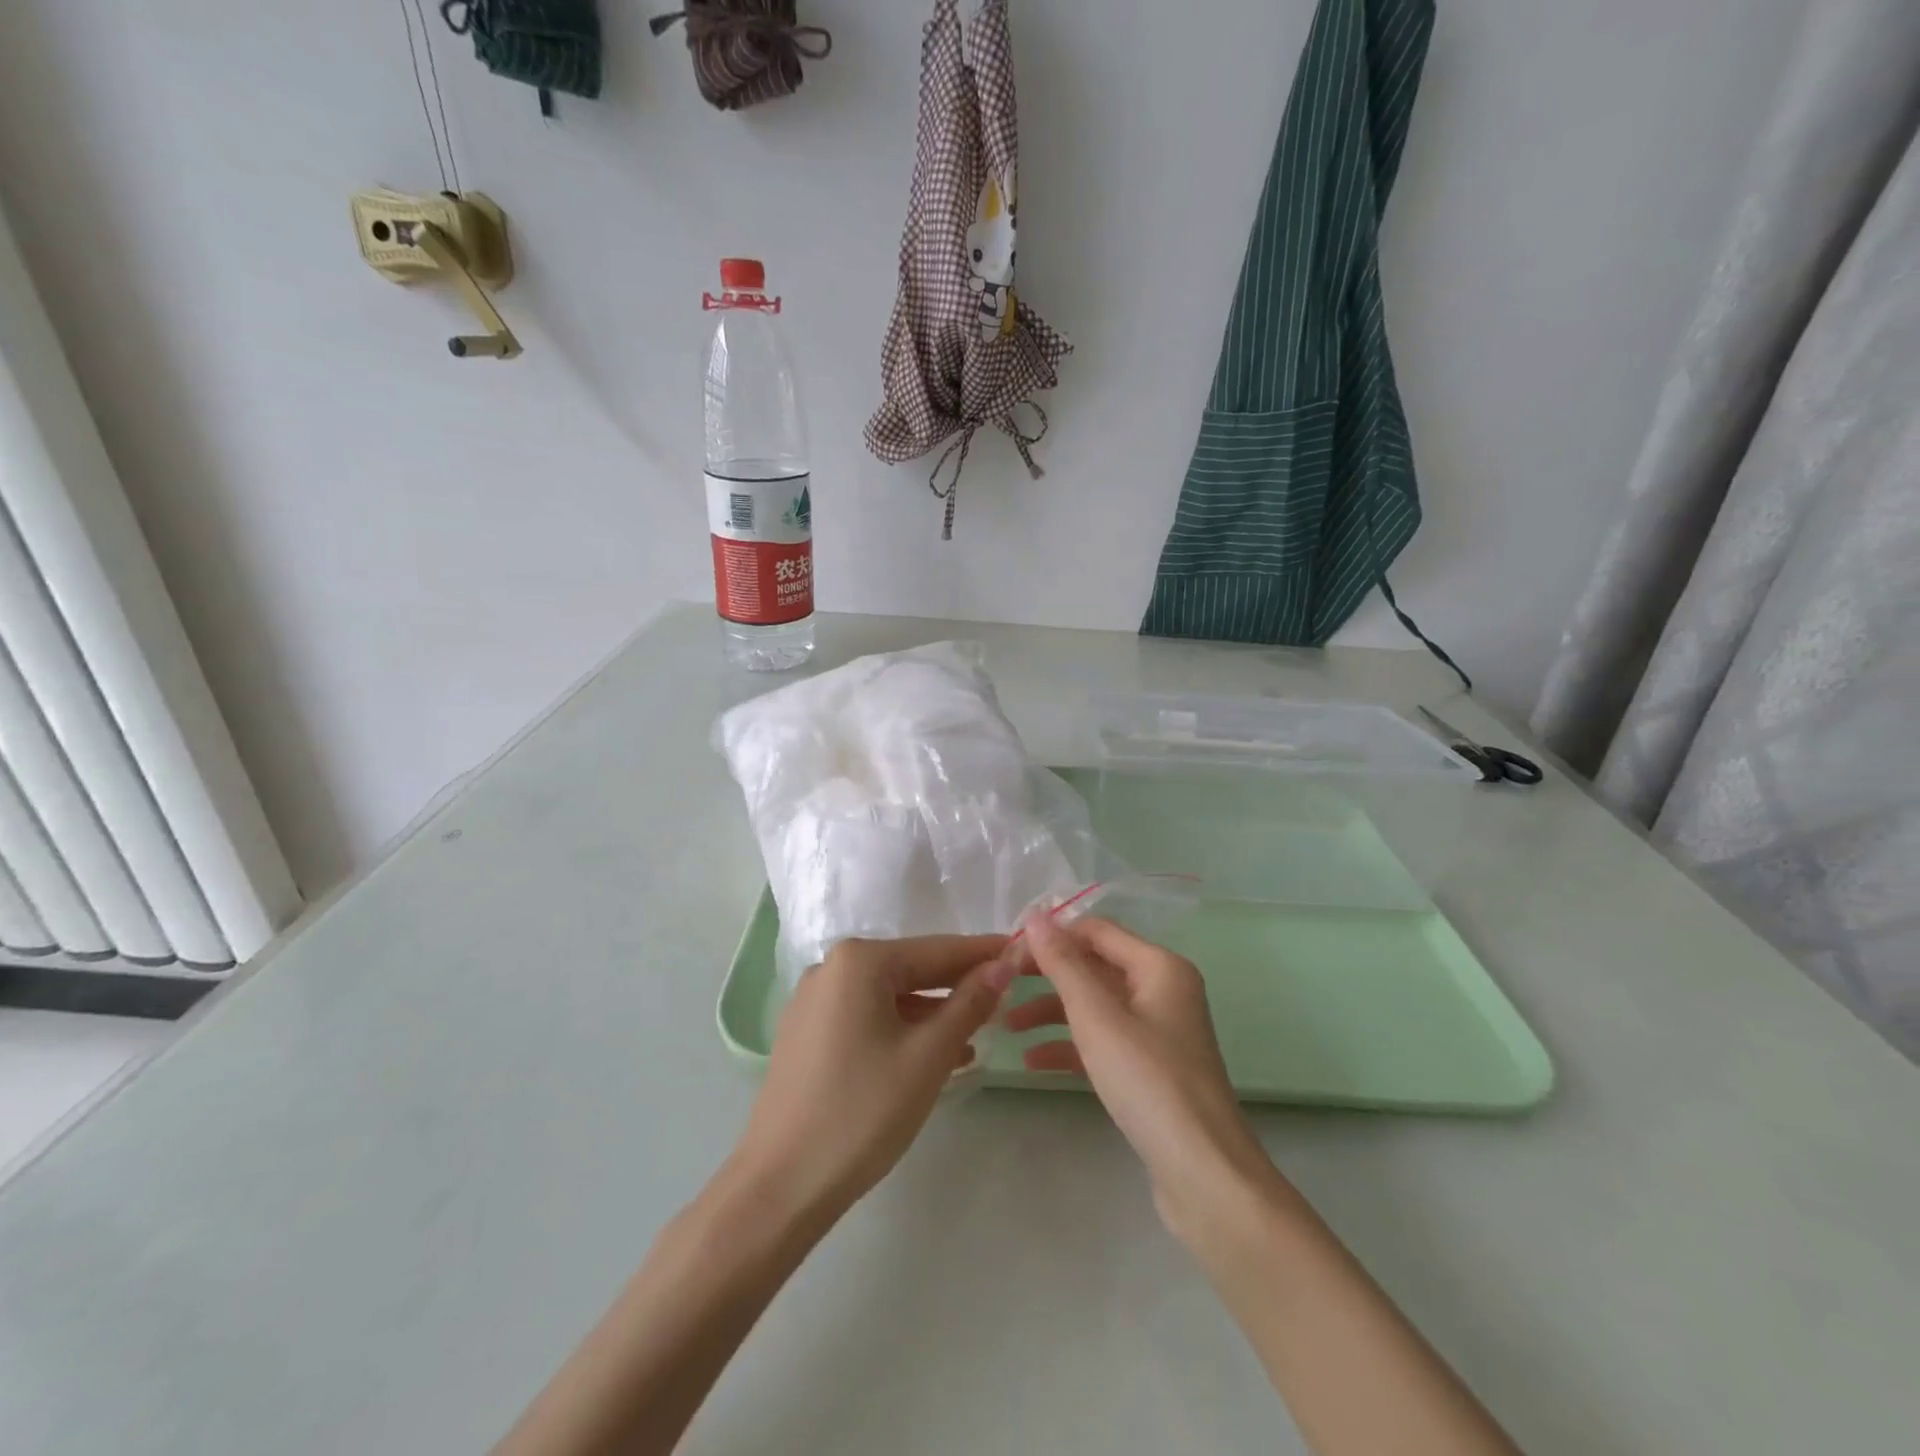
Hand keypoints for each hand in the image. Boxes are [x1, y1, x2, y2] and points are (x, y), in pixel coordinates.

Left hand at [729, 934, 1014, 1226]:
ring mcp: (814, 1001)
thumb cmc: (863, 1112)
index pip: (938, 950)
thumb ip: (970, 1002)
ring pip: (890, 996)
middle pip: (911, 969)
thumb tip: (1005, 962)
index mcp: (859, 961)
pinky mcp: (807, 1033)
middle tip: (1006, 995)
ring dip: (933, 1013)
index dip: (984, 953)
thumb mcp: (928, 1055)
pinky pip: (867, 1017)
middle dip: (958, 985)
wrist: (780, 1186)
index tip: (1022, 952)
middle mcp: (832, 968)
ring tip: (978, 1034)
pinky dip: (902, 1029)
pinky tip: (932, 1054)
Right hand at [1006, 915, 1276, 1235]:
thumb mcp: (1097, 1017)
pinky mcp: (1151, 1069)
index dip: (1053, 935)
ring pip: (1096, 1006)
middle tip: (1002, 985)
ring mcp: (1159, 1031)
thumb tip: (1035, 916)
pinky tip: (1034, 1062)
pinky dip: (1071, 1046)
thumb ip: (1063, 964)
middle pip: (1095, 967)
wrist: (1204, 1174)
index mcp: (1160, 967)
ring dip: (1053, 1012)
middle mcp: (1163, 990)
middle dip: (1048, 976)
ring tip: (1008, 1025)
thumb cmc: (1149, 1081)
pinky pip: (1104, 1041)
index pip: (1097, 931)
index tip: (1007, 950)